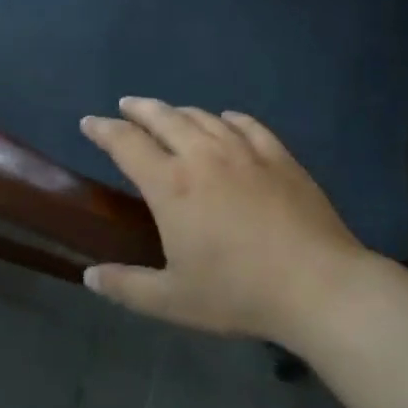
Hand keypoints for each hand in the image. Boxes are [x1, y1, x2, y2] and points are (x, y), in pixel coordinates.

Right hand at [80, 99, 366, 341]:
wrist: (318, 285)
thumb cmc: (239, 293)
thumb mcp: (173, 300)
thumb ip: (127, 286)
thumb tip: (89, 277)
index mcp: (171, 184)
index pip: (126, 143)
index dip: (103, 129)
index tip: (90, 122)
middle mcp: (202, 155)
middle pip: (163, 117)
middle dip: (139, 109)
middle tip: (126, 106)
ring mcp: (243, 150)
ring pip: (202, 116)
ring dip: (178, 111)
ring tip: (169, 114)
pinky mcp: (278, 155)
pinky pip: (245, 124)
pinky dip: (227, 118)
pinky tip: (226, 120)